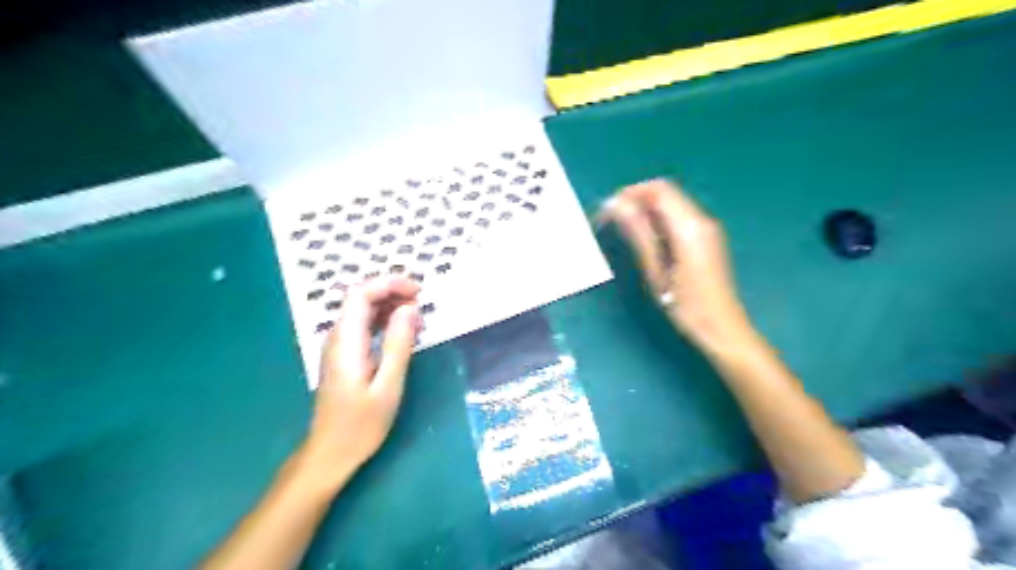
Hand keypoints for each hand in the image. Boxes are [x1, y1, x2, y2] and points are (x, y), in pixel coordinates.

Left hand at [299, 276, 420, 493]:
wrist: (330, 453)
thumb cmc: (361, 425)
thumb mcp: (388, 386)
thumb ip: (399, 344)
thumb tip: (410, 309)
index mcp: (346, 342)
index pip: (361, 294)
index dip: (389, 284)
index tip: (418, 292)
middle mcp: (338, 337)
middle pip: (361, 298)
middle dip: (393, 292)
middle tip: (423, 304)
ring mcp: (339, 346)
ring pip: (362, 311)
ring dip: (391, 306)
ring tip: (419, 317)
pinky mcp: (344, 355)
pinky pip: (364, 326)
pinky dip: (385, 321)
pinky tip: (404, 332)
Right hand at [602, 181, 753, 353]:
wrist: (721, 328)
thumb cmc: (686, 305)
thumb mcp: (657, 269)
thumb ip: (638, 233)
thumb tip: (616, 205)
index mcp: (690, 227)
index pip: (659, 190)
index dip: (631, 192)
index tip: (609, 209)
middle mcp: (702, 220)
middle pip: (666, 193)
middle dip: (637, 199)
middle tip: (613, 220)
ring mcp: (707, 228)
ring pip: (672, 204)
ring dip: (646, 209)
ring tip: (625, 230)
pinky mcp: (706, 238)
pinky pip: (678, 216)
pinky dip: (659, 220)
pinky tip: (647, 240)